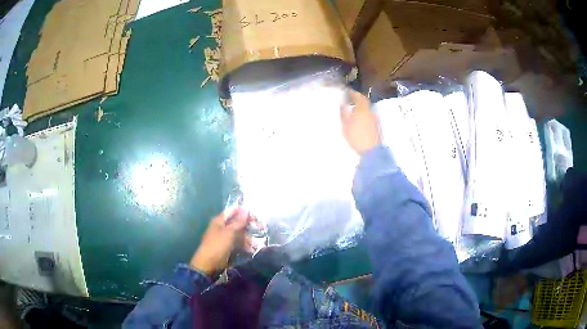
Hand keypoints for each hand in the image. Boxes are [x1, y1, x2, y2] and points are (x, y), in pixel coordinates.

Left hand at [190, 208, 251, 275]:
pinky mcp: (227, 248)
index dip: (244, 212)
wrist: (208, 265)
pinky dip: (244, 246)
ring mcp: (224, 238)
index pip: (233, 211)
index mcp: (219, 221)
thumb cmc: (217, 246)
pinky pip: (237, 244)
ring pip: (239, 234)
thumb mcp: (229, 233)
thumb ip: (238, 222)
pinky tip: (251, 250)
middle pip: (237, 223)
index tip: (256, 217)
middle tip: (260, 229)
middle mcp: (222, 227)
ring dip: (247, 238)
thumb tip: (246, 210)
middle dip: (248, 226)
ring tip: (256, 243)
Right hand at [340, 89, 380, 154]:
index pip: (359, 96)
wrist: (371, 151)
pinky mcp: (376, 126)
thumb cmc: (356, 137)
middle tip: (349, 99)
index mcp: (362, 109)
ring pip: (367, 109)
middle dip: (357, 99)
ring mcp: (375, 119)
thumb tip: (342, 104)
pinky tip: (358, 119)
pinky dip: (363, 114)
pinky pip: (369, 115)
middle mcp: (370, 112)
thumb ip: (344, 113)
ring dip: (360, 107)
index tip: (347, 91)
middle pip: (364, 102)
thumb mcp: (346, 126)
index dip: (353, 93)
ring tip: (352, 109)